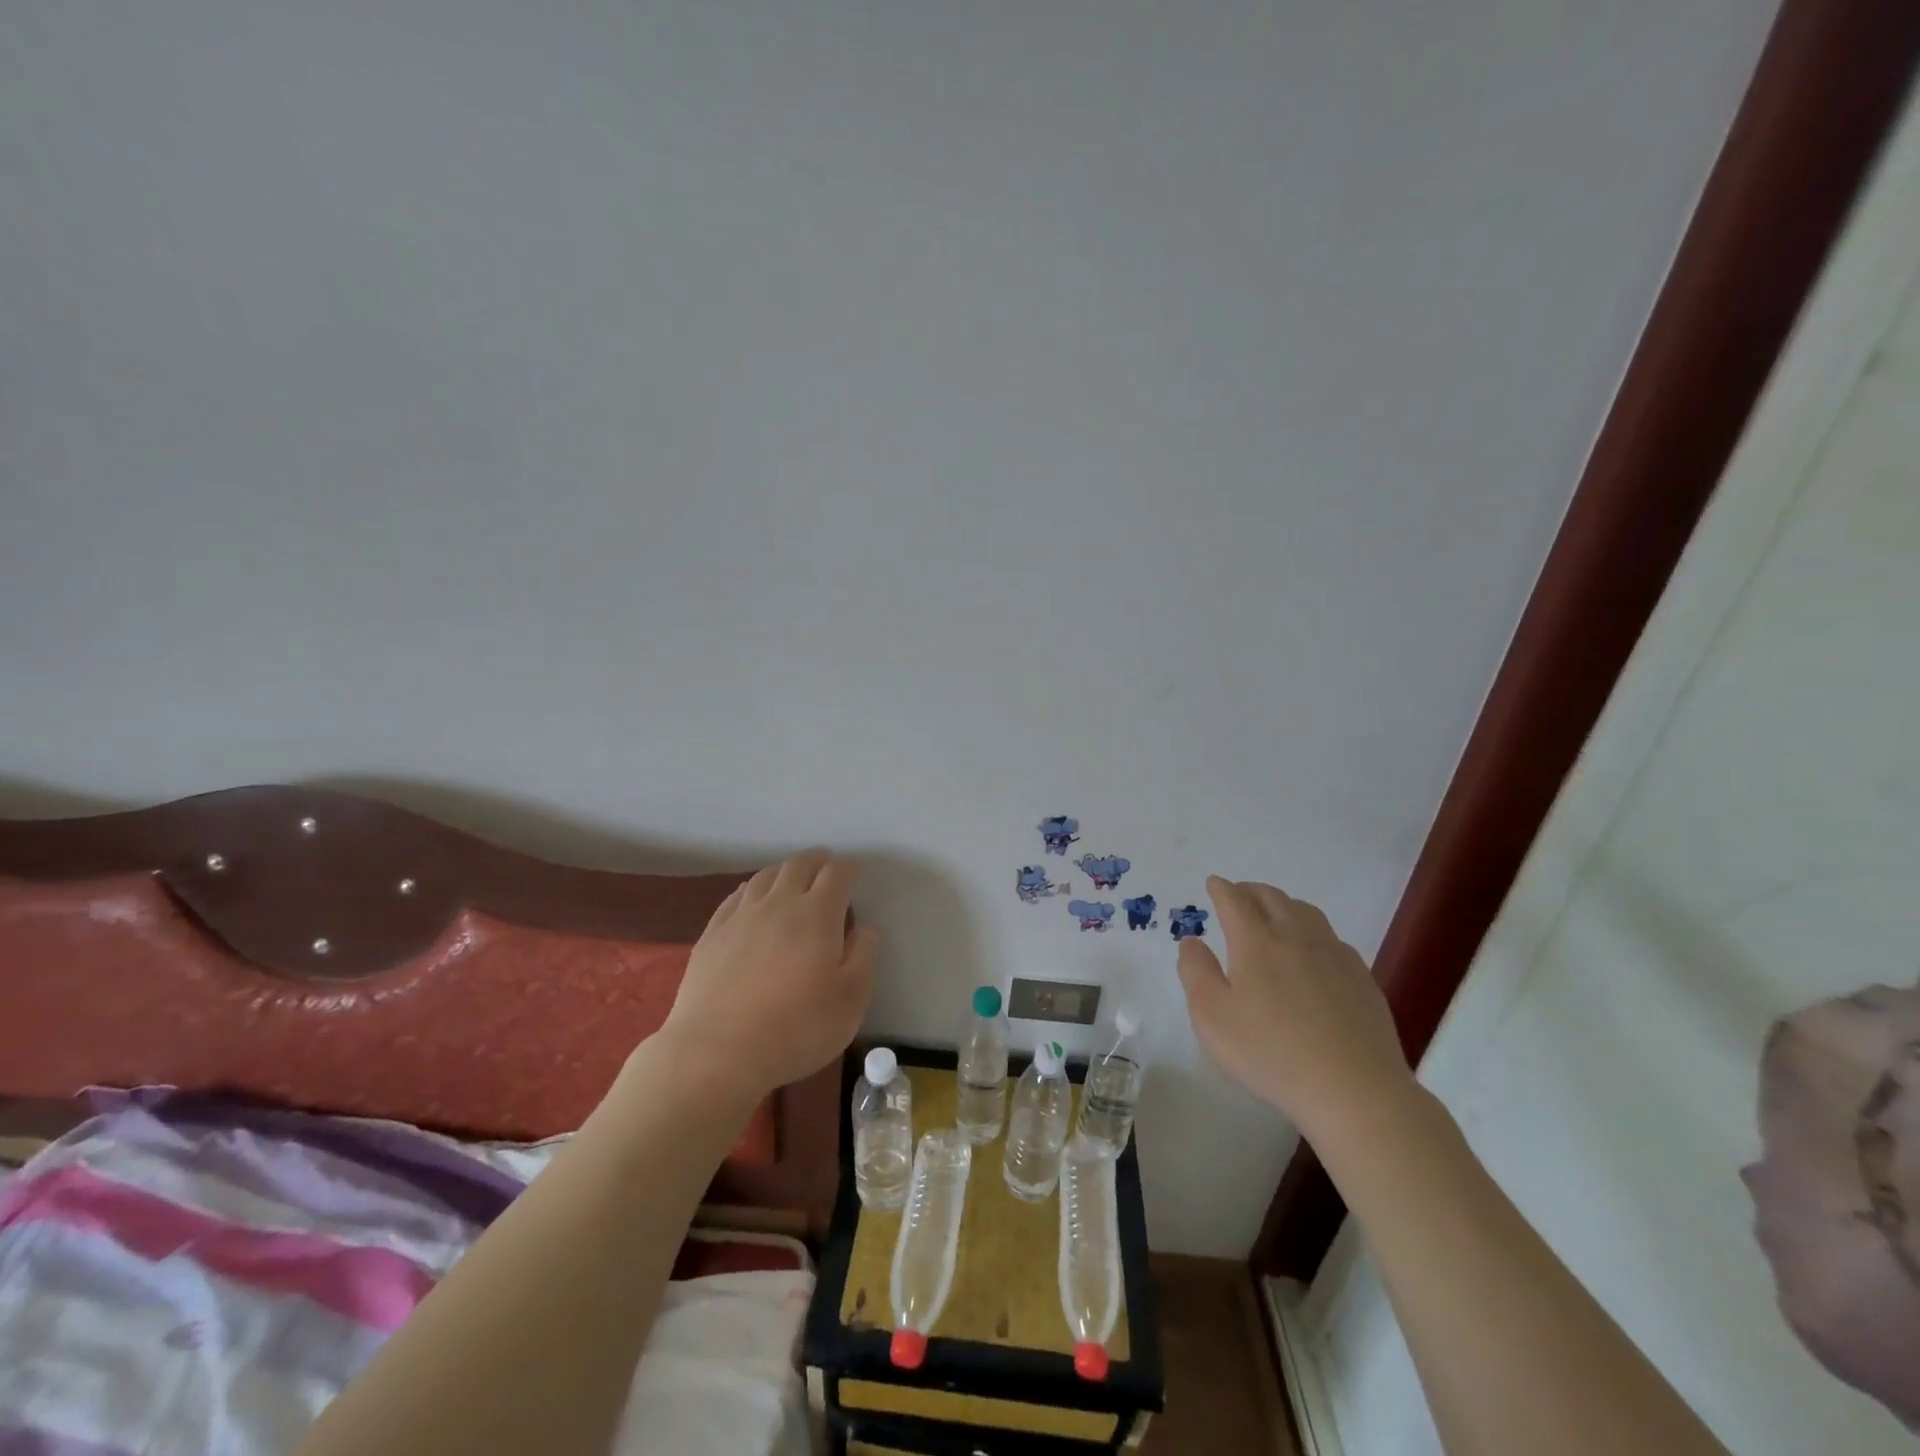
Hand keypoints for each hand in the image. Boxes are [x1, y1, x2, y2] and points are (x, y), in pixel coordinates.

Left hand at [656, 849, 878, 1100]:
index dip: (849, 868)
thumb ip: (863, 958)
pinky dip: (751, 889)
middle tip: (826, 866)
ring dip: (784, 871)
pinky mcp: (712, 934)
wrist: (717, 1052)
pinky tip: (751, 898)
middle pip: (798, 866)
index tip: (855, 871)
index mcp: (817, 914)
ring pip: (765, 877)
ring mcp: (741, 916)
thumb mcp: (850, 1001)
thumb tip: (864, 930)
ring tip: (791, 878)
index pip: (837, 874)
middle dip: (817, 861)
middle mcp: (779, 903)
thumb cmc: (796, 1029)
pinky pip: (735, 897)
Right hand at [1176, 875, 1416, 1146]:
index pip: (1235, 901)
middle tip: (1239, 893)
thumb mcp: (1212, 1018)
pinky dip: (1313, 931)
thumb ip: (1196, 973)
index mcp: (1256, 942)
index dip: (1221, 889)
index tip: (1213, 883)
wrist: (1354, 1091)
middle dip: (1251, 890)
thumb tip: (1192, 941)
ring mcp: (1334, 956)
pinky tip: (1313, 951)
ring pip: (1307, 912)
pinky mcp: (1362, 979)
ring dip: (1284, 904)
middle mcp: (1296, 938)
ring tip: (1275, 913)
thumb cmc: (1271, 1054)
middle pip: (1273, 898)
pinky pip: (1333, 939)